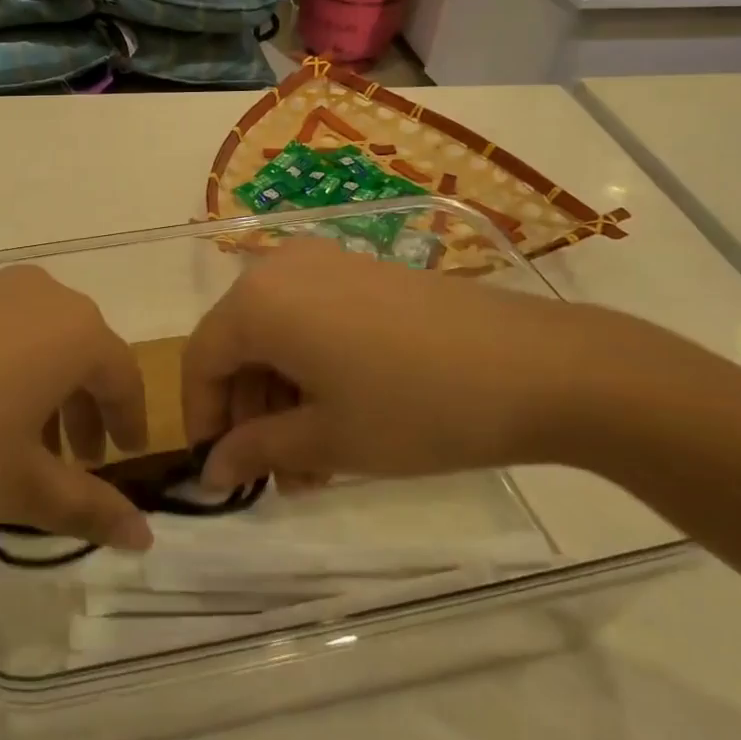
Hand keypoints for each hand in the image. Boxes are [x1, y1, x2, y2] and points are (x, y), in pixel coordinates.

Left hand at [0, 267, 153, 548]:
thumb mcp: (20, 486)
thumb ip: (88, 509)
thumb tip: (144, 536)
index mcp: (74, 331)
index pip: (123, 377)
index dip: (128, 421)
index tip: (124, 457)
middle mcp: (37, 295)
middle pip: (80, 352)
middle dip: (83, 409)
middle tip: (75, 459)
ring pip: (33, 340)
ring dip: (39, 390)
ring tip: (16, 442)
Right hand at [183, 238, 669, 487]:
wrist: (539, 367)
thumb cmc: (416, 407)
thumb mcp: (327, 440)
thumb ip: (256, 450)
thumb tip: (211, 470)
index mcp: (258, 301)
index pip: (200, 360)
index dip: (201, 418)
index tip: (218, 470)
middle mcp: (281, 268)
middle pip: (238, 346)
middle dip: (249, 416)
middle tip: (275, 476)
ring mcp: (325, 263)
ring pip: (277, 337)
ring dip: (282, 400)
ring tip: (314, 465)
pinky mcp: (363, 271)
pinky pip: (311, 320)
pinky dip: (311, 370)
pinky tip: (341, 419)